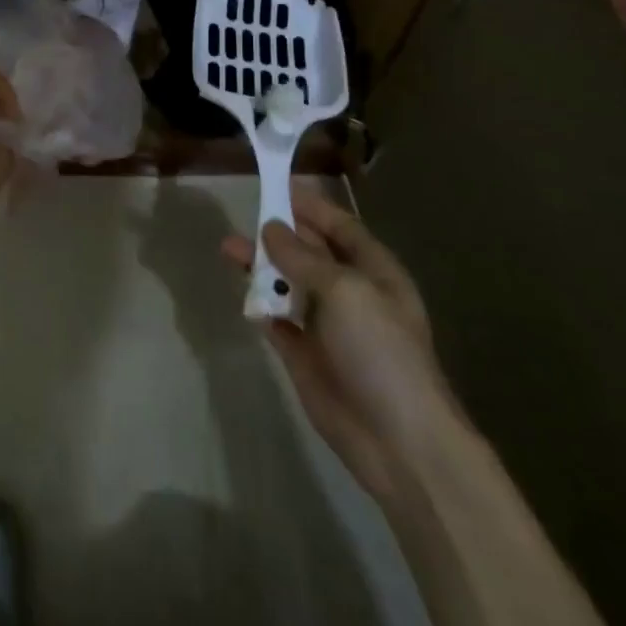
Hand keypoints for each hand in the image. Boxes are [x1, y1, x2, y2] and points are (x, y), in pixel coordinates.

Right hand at [223, 184, 458, 500]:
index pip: (339, 226)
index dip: (310, 205)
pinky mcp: (304, 355)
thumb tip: (270, 227)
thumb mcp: (344, 290)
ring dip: (260, 267)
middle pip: (309, 252)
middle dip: (278, 233)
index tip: (276, 184)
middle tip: (242, 216)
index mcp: (373, 271)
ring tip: (227, 249)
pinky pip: (277, 320)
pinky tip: (241, 292)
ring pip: (287, 284)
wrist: (398, 441)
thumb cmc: (380, 350)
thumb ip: (302, 257)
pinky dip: (260, 305)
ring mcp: (326, 326)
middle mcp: (349, 292)